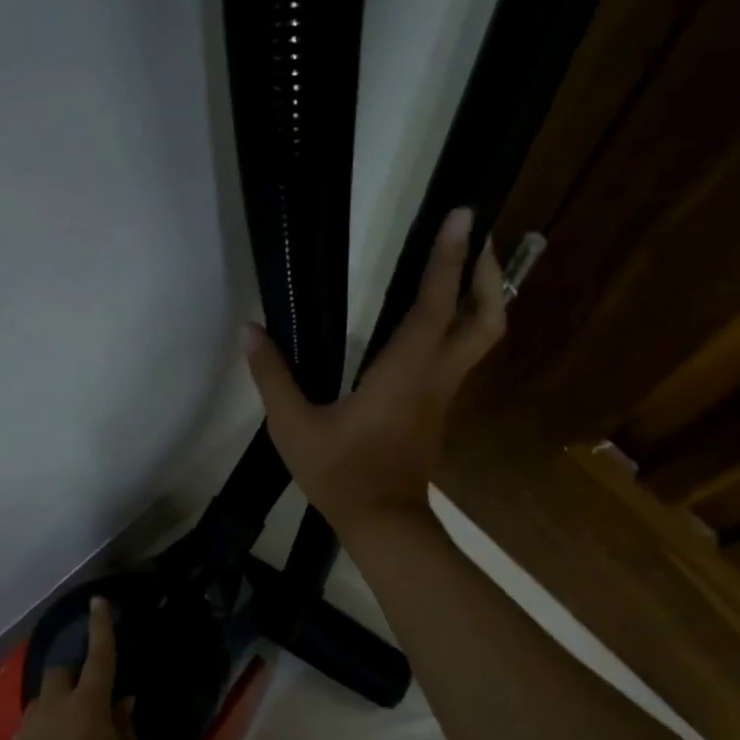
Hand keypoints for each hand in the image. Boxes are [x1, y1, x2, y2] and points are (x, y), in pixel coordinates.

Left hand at [12, 597, 152, 739]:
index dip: (101, 627)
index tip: (99, 601)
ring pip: (43, 700)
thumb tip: (122, 704)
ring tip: (72, 733)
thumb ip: (128, 728)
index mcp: (90, 705)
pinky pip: (32, 726)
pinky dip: (46, 729)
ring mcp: (30, 729)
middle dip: (75, 677)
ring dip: (58, 705)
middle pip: (60, 672)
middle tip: (91, 701)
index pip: (99, 656)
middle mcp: (55, 707)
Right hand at [245, 207, 505, 539]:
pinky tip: (431, 325)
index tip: (463, 215)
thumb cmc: (340, 473)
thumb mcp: (293, 426)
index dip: (448, 258)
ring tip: (462, 271)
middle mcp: (435, 377)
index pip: (435, 303)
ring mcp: (442, 397)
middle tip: (477, 241)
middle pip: (486, 319)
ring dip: (480, 300)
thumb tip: (250, 331)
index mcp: (405, 371)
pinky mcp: (437, 412)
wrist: (382, 523)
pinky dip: (458, 329)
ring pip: (479, 340)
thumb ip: (272, 377)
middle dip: (488, 276)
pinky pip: (459, 359)